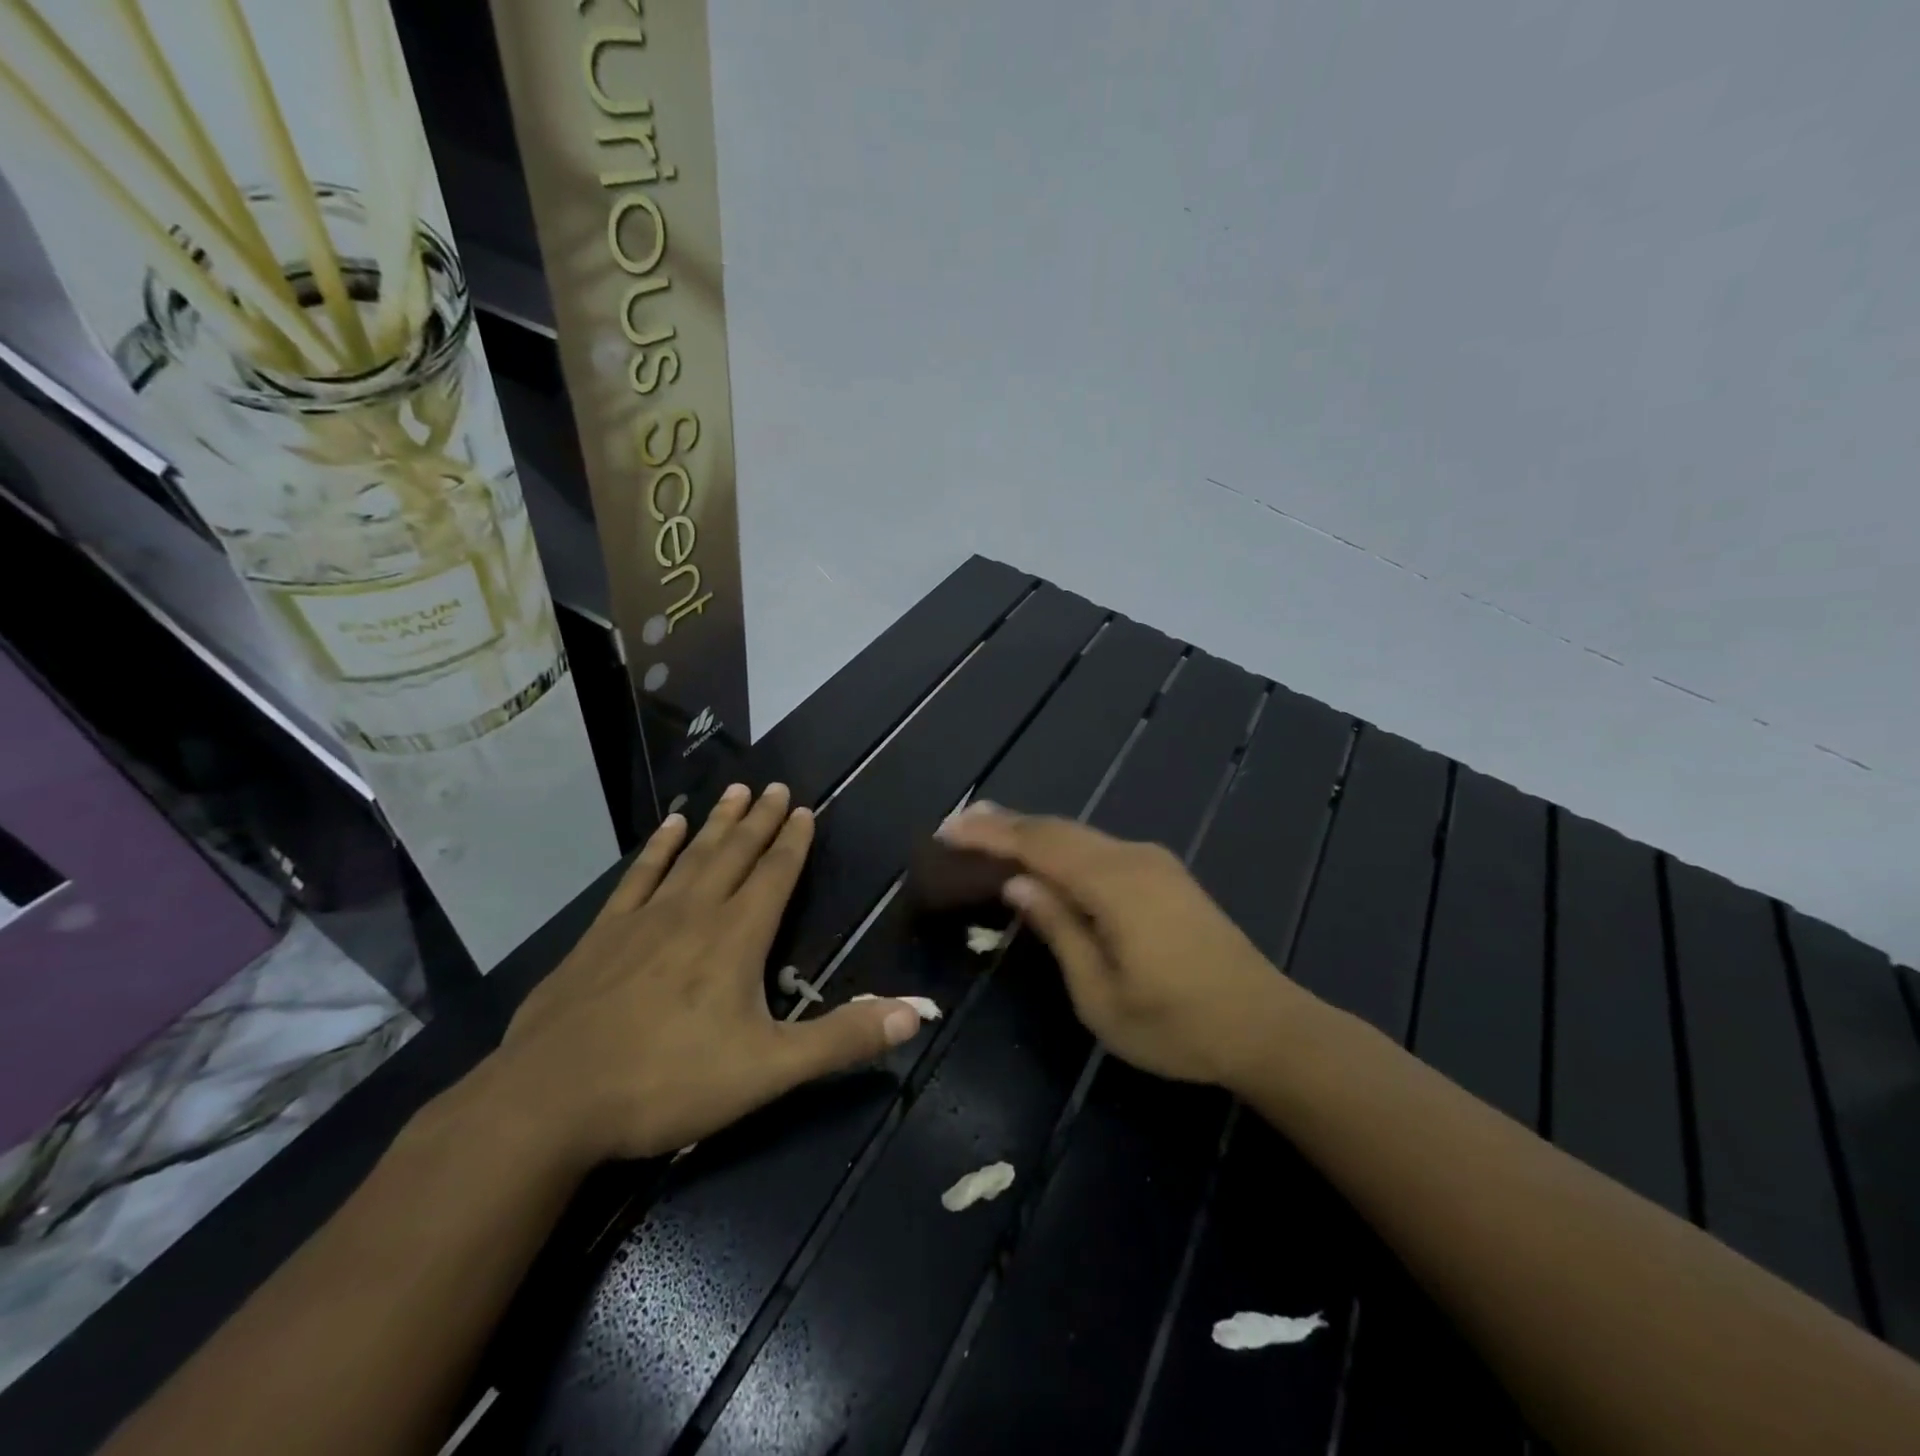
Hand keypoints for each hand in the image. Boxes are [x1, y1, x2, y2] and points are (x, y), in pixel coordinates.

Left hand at [492, 783, 925, 1166]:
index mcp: (737, 937)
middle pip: (736, 854)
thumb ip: (843, 1038)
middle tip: (775, 786)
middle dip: (760, 820)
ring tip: (734, 791)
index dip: (793, 841)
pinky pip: (639, 877)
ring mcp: (644, 919)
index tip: (804, 808)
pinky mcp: (602, 935)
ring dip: (718, 824)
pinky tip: (670, 828)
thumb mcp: (769, 1070)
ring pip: (692, 856)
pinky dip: (658, 849)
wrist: (549, 1102)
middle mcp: (695, 913)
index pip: (775, 875)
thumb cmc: (668, 1083)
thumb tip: (919, 1011)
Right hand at [937, 802, 1311, 1088]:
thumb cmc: (1177, 1025)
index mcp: (1113, 884)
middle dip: (1006, 824)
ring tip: (990, 831)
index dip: (990, 835)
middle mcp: (1133, 858)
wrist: (1266, 1026)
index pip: (1038, 845)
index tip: (947, 830)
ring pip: (1080, 835)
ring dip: (1034, 832)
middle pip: (1058, 830)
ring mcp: (1154, 863)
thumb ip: (1058, 931)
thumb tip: (1018, 885)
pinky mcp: (1166, 875)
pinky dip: (1063, 846)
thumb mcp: (1101, 996)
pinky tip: (1047, 855)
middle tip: (959, 823)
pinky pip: (1100, 848)